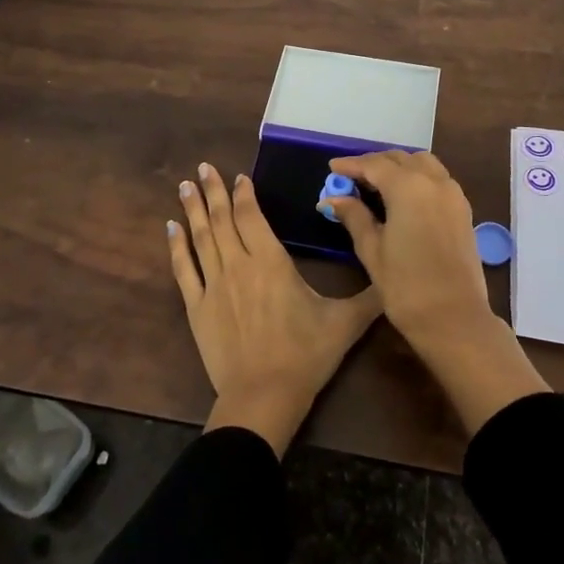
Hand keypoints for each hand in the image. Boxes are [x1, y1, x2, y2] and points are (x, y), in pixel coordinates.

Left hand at [168, 162, 380, 455]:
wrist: (263, 396)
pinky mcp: (197, 307)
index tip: (239, 177)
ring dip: (193, 209)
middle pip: (222, 219)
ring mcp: (213, 284)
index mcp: (271, 261)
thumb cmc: (305, 355)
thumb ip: (369, 296)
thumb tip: (393, 276)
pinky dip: (176, 246)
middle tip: (202, 167)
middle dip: (213, 190)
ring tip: (185, 185)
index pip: (252, 216)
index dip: (245, 194)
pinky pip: (184, 269)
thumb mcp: (345, 323)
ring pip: (201, 237)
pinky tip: (170, 227)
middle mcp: (238, 264)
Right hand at [325, 151, 548, 436]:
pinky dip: (417, 177)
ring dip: (398, 166)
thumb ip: (354, 216)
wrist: (454, 318)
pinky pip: (437, 179)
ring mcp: (453, 194)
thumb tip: (332, 198)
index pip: (374, 165)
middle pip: (400, 159)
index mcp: (408, 187)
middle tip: (351, 178)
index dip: (351, 165)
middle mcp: (434, 182)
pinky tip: (402, 196)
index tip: (332, 169)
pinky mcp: (463, 210)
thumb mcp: (372, 250)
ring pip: (423, 164)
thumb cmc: (406, 286)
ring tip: (376, 183)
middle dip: (374, 164)